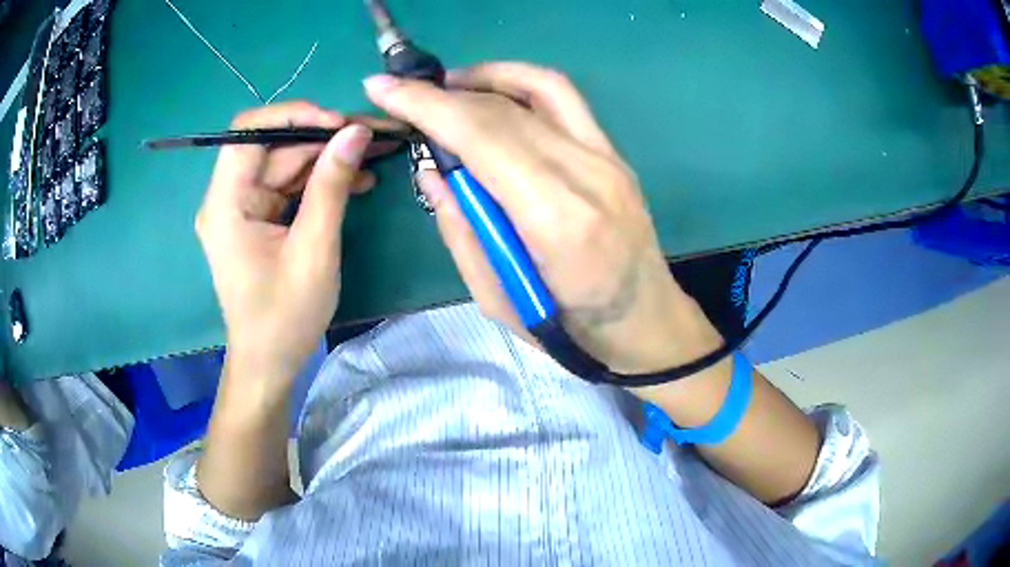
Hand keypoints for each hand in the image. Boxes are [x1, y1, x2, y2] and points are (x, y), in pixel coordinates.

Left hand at [196, 102, 400, 383]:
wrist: (269, 362)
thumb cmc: (284, 317)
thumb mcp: (313, 250)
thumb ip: (331, 186)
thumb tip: (356, 132)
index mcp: (226, 204)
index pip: (248, 132)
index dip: (293, 116)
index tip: (339, 123)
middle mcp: (229, 197)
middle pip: (274, 147)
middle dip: (324, 137)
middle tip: (374, 135)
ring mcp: (244, 207)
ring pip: (287, 163)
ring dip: (329, 158)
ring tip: (375, 155)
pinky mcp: (259, 218)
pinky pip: (290, 186)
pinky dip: (321, 181)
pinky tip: (357, 179)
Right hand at [365, 63, 722, 374]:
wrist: (647, 322)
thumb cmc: (572, 330)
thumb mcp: (498, 300)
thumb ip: (461, 230)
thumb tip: (431, 172)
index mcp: (557, 222)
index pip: (482, 139)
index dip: (427, 106)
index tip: (382, 88)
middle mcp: (586, 175)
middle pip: (502, 111)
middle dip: (440, 94)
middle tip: (400, 93)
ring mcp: (607, 158)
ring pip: (537, 89)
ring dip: (482, 78)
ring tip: (444, 89)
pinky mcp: (613, 153)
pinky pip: (563, 98)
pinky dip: (520, 82)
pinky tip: (491, 91)